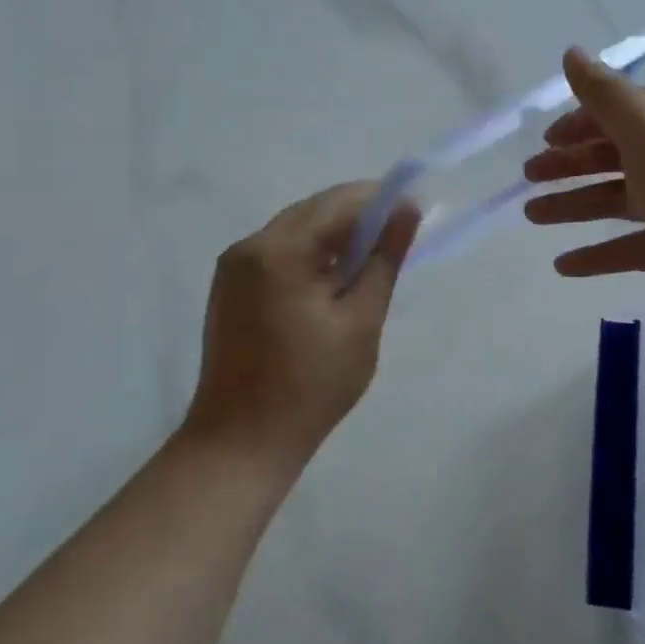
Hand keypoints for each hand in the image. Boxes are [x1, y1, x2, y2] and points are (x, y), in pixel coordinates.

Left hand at [189, 183, 419, 465]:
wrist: (241, 442)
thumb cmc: (310, 386)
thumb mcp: (360, 321)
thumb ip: (384, 259)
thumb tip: (406, 211)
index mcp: (280, 251)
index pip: (338, 204)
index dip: (381, 201)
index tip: (415, 213)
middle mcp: (250, 246)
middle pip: (314, 211)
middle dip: (358, 217)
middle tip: (398, 238)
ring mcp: (234, 266)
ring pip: (296, 229)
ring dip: (334, 235)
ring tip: (371, 260)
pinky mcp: (230, 286)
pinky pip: (278, 251)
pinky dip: (311, 254)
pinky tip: (333, 278)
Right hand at [523, 48, 644, 340]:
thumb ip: (606, 96)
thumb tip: (572, 52)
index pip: (624, 109)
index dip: (582, 121)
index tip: (546, 140)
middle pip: (616, 154)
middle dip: (570, 164)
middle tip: (528, 178)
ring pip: (617, 199)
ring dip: (573, 205)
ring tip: (531, 216)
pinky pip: (628, 244)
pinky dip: (597, 252)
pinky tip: (563, 265)